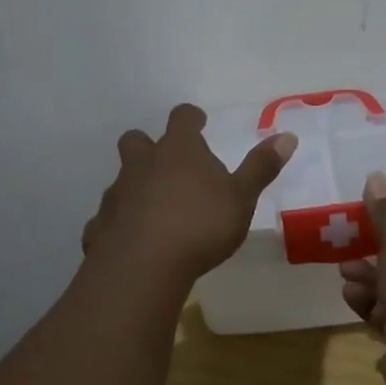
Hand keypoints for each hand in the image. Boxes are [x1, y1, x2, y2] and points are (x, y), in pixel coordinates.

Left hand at [82, 104, 296, 280]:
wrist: (143, 266)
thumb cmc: (200, 225)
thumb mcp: (242, 198)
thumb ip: (261, 167)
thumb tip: (286, 136)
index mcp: (179, 150)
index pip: (182, 118)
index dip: (190, 118)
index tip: (198, 122)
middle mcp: (143, 164)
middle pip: (136, 140)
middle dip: (149, 146)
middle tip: (167, 163)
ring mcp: (117, 194)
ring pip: (121, 179)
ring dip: (135, 187)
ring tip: (153, 209)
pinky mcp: (99, 226)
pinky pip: (107, 219)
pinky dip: (119, 224)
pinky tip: (132, 242)